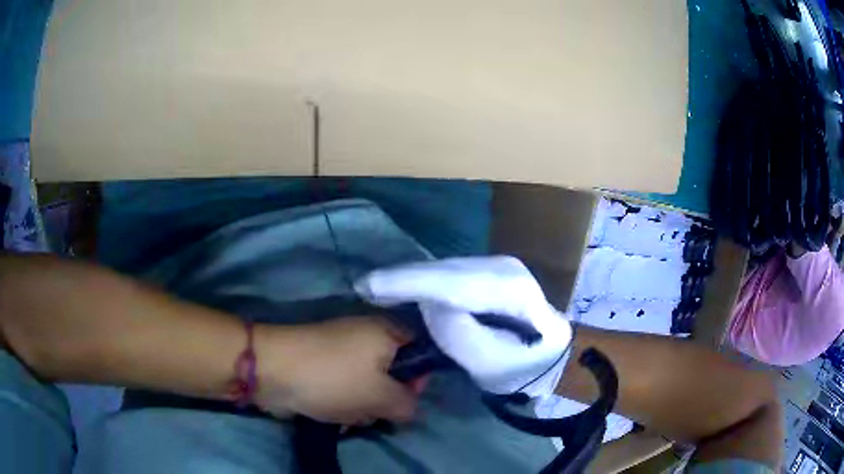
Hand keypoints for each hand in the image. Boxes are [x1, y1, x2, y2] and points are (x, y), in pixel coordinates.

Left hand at [254, 317, 418, 424]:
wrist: (273, 370)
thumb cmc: (333, 378)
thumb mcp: (380, 395)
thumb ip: (407, 404)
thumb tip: (410, 408)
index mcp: (386, 332)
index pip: (419, 352)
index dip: (417, 378)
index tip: (405, 398)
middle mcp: (367, 337)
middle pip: (392, 374)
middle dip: (384, 398)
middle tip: (372, 409)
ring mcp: (343, 352)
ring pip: (368, 386)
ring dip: (362, 405)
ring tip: (347, 413)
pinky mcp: (324, 367)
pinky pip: (346, 388)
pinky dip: (343, 403)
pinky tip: (333, 413)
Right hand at [356, 256, 572, 397]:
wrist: (548, 354)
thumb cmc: (522, 368)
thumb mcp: (491, 365)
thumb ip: (461, 337)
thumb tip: (431, 305)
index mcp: (511, 291)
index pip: (453, 282)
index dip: (409, 282)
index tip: (370, 287)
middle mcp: (503, 267)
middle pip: (443, 270)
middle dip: (403, 279)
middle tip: (365, 289)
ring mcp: (496, 265)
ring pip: (442, 268)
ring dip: (410, 278)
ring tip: (378, 289)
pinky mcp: (487, 270)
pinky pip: (447, 273)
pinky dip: (423, 280)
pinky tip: (404, 287)